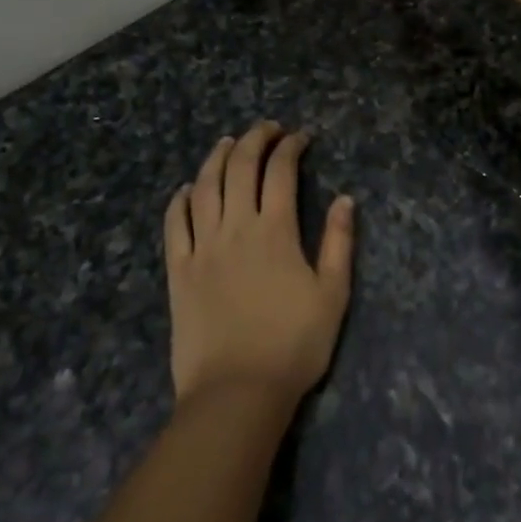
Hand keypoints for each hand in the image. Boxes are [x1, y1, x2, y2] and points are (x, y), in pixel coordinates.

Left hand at [165, 122, 354, 406]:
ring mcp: (202, 246)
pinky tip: (186, 189)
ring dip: (216, 158)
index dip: (291, 146)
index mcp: (275, 230)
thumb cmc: (293, 345)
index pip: (280, 171)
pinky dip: (180, 200)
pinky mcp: (178, 270)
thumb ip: (339, 243)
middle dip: (254, 139)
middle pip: (239, 167)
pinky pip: (175, 224)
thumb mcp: (332, 295)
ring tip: (227, 143)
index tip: (301, 137)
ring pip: (204, 187)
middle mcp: (235, 227)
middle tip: (267, 129)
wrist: (236, 392)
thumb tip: (345, 199)